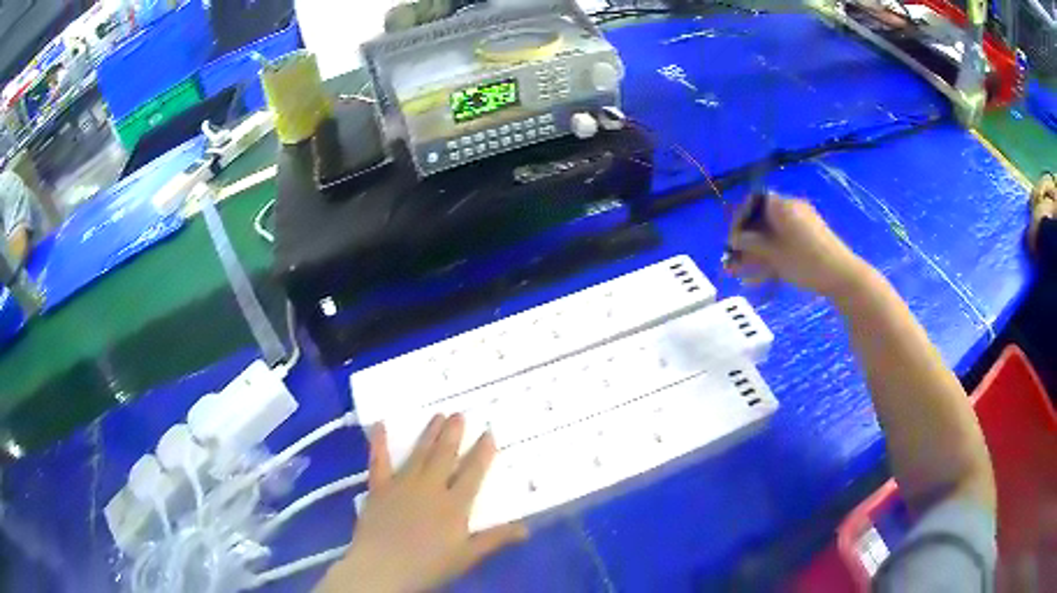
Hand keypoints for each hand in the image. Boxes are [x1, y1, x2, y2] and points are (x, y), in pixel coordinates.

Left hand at [319, 415, 527, 592]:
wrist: (383, 567)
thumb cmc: (428, 565)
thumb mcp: (467, 556)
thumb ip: (495, 539)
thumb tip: (526, 528)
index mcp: (454, 505)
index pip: (472, 473)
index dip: (482, 453)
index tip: (489, 433)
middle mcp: (430, 488)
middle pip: (444, 457)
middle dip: (453, 435)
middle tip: (459, 413)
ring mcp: (402, 485)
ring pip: (419, 454)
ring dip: (429, 434)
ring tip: (438, 415)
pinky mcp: (379, 488)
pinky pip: (379, 461)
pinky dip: (379, 443)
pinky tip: (380, 425)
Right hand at [725, 194, 865, 297]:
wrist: (842, 276)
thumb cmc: (805, 261)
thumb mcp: (773, 254)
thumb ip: (751, 244)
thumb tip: (734, 239)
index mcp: (782, 204)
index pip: (753, 202)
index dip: (739, 221)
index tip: (732, 241)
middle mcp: (791, 208)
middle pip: (762, 221)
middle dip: (746, 242)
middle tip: (733, 261)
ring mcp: (802, 224)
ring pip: (772, 235)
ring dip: (757, 253)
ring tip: (743, 274)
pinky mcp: (810, 239)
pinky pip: (785, 243)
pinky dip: (772, 256)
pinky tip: (762, 277)